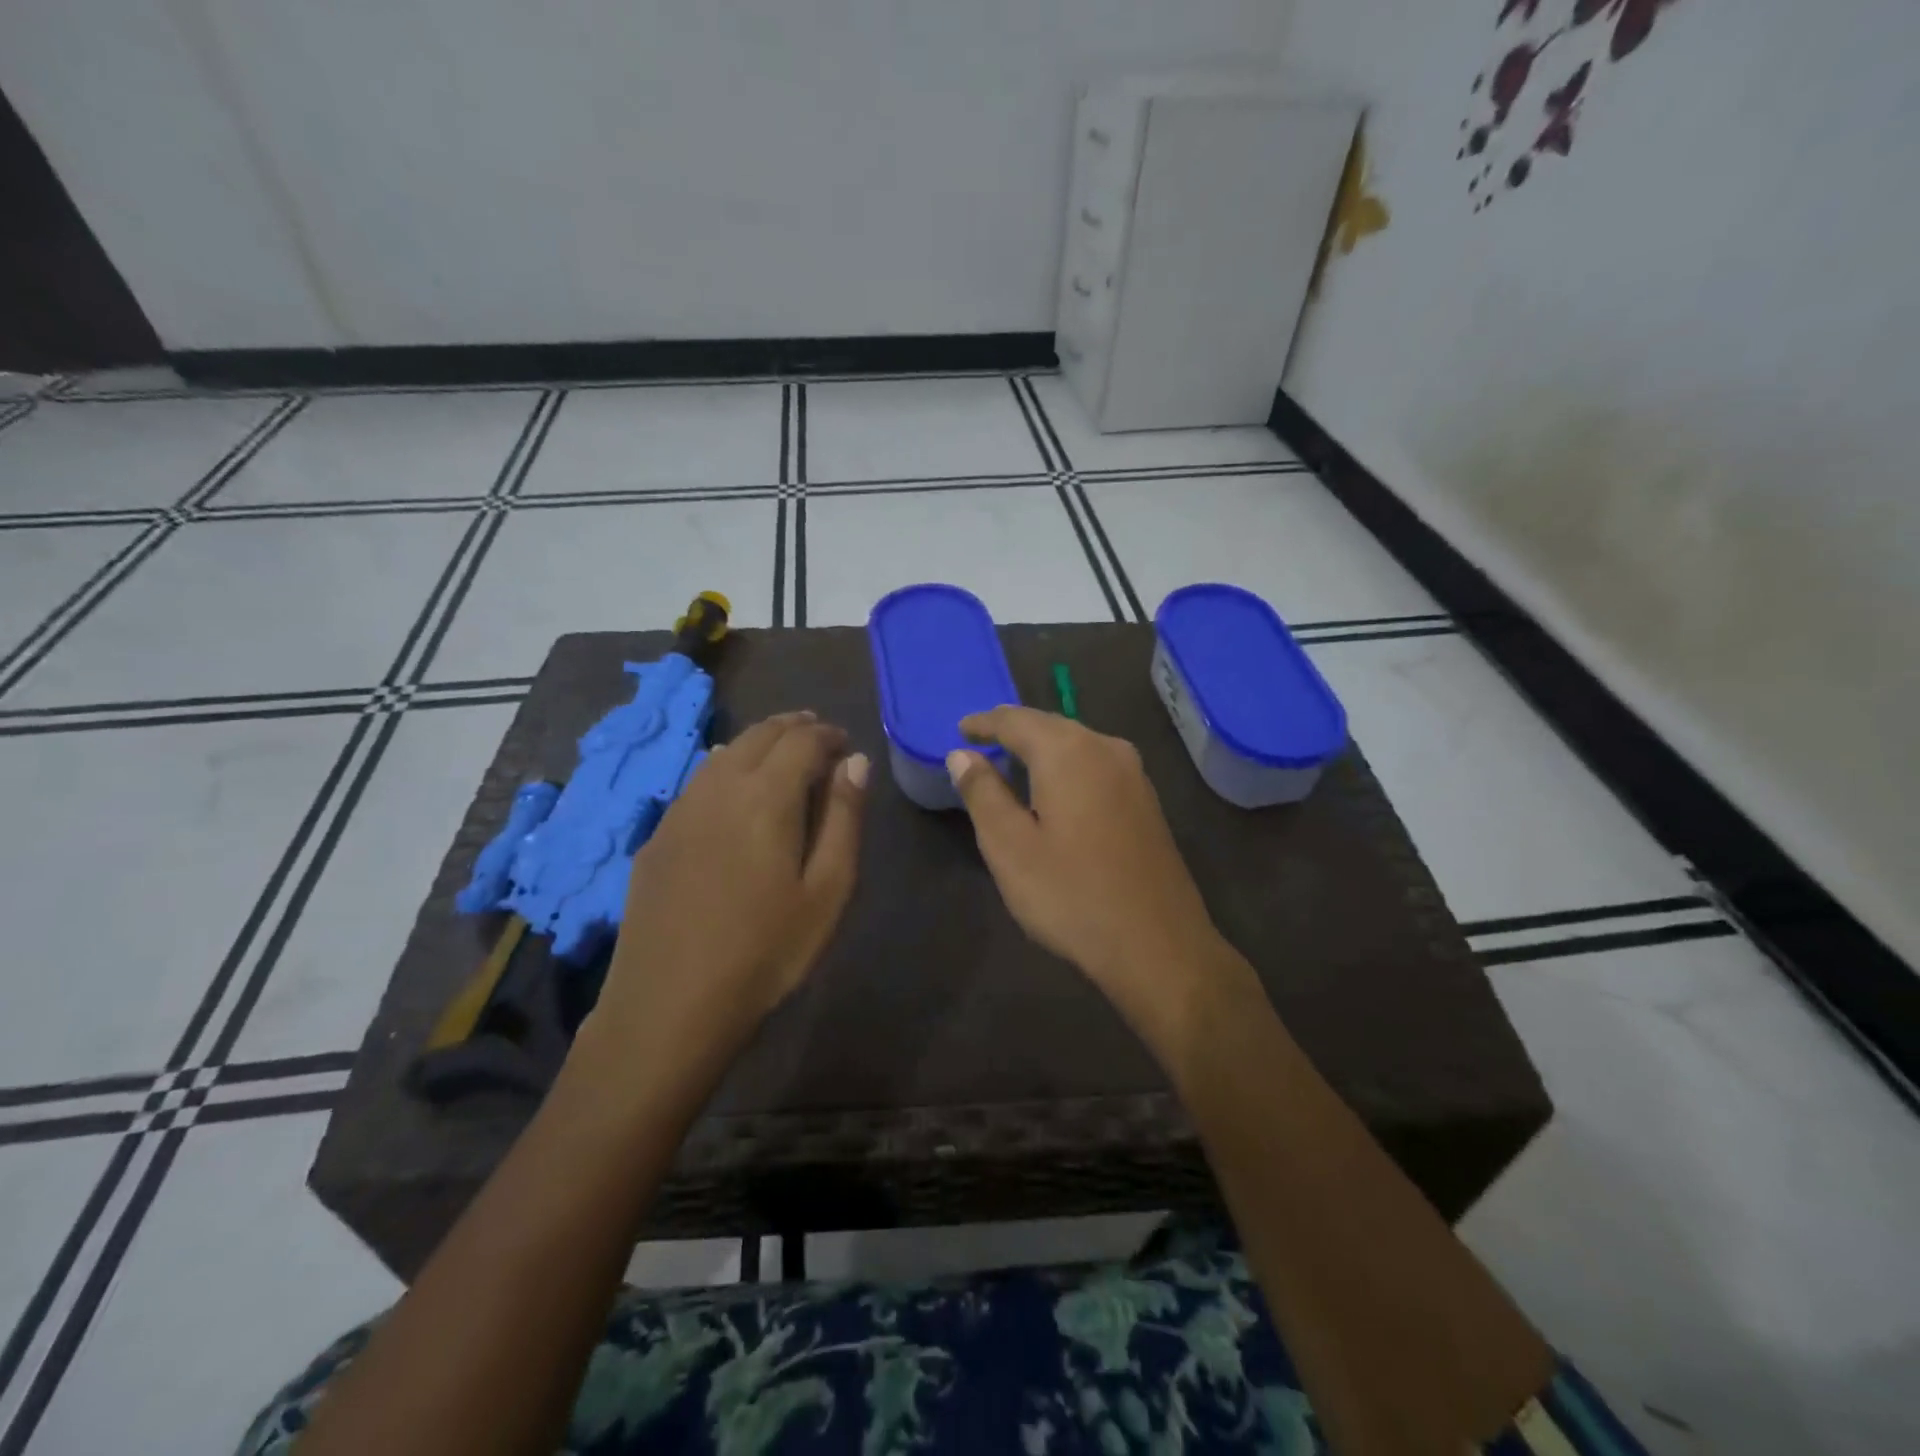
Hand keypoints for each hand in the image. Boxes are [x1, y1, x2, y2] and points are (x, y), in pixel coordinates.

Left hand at [585, 712, 868, 1079]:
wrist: (669, 1006)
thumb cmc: (766, 952)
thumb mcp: (827, 890)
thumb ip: (844, 818)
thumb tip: (855, 762)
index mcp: (766, 796)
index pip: (802, 740)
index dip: (828, 734)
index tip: (847, 743)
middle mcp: (719, 788)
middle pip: (759, 735)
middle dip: (794, 727)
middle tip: (819, 737)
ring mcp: (680, 811)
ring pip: (724, 753)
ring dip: (759, 743)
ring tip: (782, 755)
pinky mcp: (657, 837)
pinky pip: (698, 782)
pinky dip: (726, 768)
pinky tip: (733, 790)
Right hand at [947, 706, 1240, 1046]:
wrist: (1157, 944)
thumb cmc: (1071, 894)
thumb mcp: (1010, 847)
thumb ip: (983, 793)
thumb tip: (962, 755)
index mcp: (1068, 753)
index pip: (1016, 720)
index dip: (984, 722)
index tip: (960, 729)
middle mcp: (1106, 749)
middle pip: (1051, 725)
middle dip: (1015, 728)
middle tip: (982, 738)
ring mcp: (1134, 775)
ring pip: (1078, 743)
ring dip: (1043, 745)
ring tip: (1013, 758)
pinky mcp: (1147, 801)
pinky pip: (1096, 764)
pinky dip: (1068, 764)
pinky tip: (1057, 786)